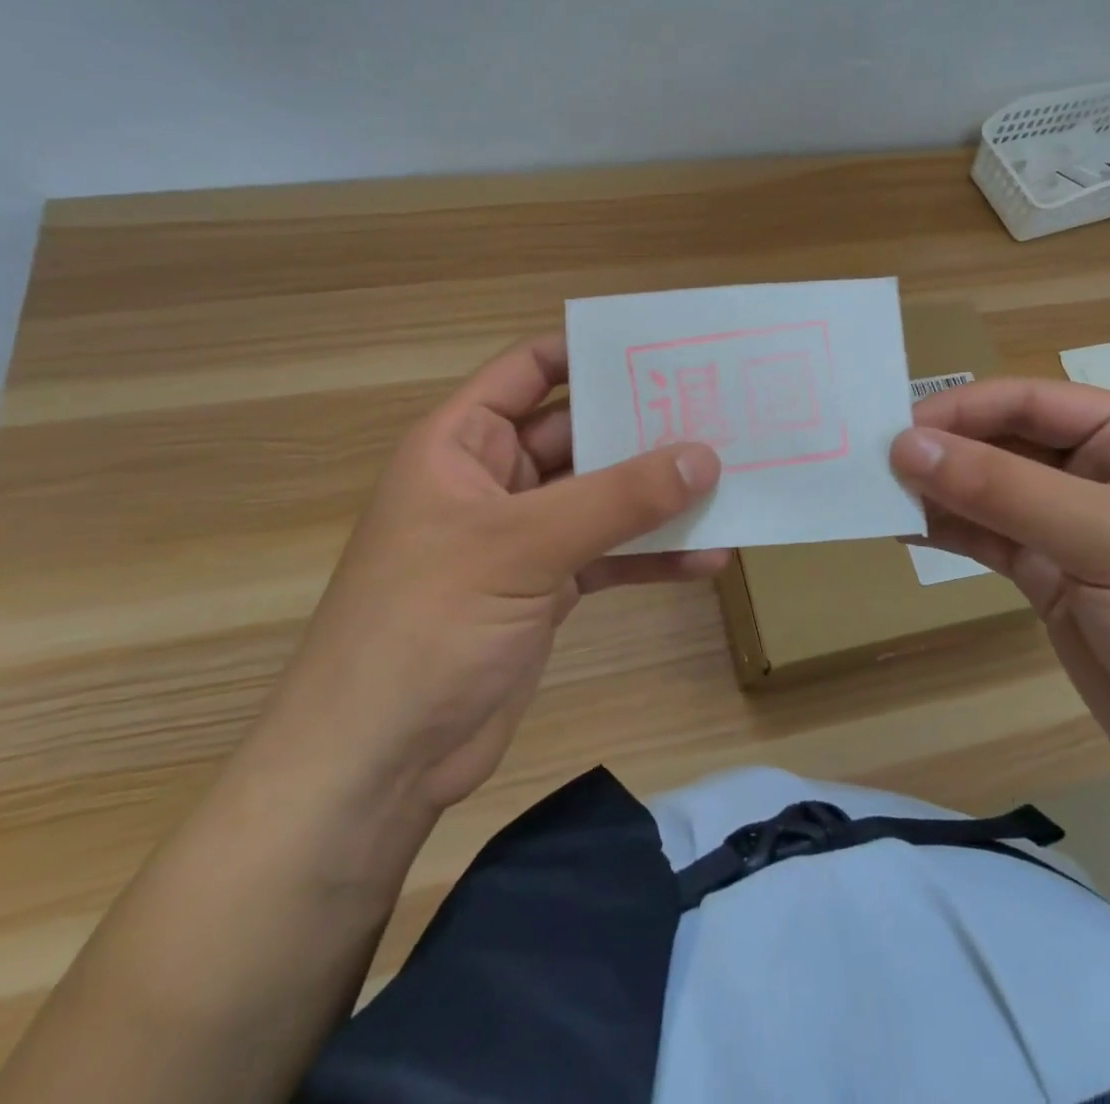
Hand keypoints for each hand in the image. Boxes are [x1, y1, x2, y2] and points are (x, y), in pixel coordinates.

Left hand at [264, 334, 724, 812]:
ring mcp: (521, 538)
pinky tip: (708, 560)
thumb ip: (616, 500)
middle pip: (577, 435)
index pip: (527, 371)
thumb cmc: (428, 624)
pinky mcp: (544, 590)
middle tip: (718, 415)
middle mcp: (493, 481)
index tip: (658, 349)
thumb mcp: (523, 546)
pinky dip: (651, 558)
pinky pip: (607, 557)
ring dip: (656, 497)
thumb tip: (704, 456)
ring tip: (729, 482)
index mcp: (462, 444)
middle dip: (642, 429)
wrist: (380, 761)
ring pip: (600, 499)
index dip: (586, 353)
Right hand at [890, 378, 1109, 821]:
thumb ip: (1003, 490)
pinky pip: (985, 540)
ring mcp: (1069, 530)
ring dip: (934, 493)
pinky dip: (944, 532)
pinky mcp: (1048, 579)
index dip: (961, 411)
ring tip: (874, 499)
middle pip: (1001, 443)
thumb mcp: (1108, 541)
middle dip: (941, 452)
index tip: (895, 432)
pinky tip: (902, 532)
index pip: (1030, 402)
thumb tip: (905, 446)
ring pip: (986, 493)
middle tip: (870, 466)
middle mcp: (1097, 474)